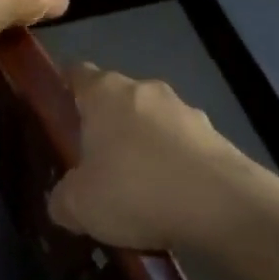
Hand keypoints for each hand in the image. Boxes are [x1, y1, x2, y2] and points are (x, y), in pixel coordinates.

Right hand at [48, 64, 251, 250]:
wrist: (221, 206)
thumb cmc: (135, 190)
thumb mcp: (79, 206)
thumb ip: (62, 198)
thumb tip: (63, 199)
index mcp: (104, 92)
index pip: (77, 73)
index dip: (65, 89)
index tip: (57, 113)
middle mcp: (144, 89)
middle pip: (116, 100)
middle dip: (106, 127)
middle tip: (95, 166)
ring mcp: (184, 110)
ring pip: (153, 123)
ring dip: (144, 148)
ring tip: (138, 193)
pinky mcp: (215, 136)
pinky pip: (182, 148)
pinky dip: (174, 168)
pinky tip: (172, 203)